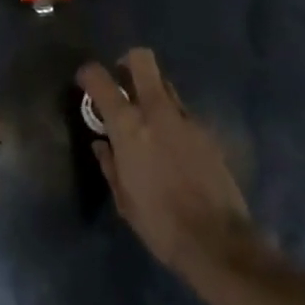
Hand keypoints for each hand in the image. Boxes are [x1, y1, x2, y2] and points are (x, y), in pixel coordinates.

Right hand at [78, 49, 250, 278]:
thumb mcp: (124, 200)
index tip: (85, 82)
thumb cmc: (161, 223)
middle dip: (128, 63)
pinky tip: (175, 146)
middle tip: (123, 82)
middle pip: (141, 60)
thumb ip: (110, 165)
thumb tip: (103, 144)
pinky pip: (184, 113)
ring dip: (153, 93)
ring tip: (150, 119)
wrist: (219, 243)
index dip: (88, 74)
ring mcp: (186, 119)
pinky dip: (174, 120)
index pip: (100, 79)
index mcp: (128, 125)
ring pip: (165, 85)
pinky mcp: (208, 133)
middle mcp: (156, 111)